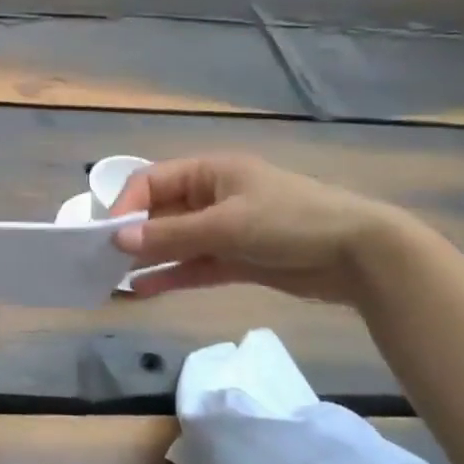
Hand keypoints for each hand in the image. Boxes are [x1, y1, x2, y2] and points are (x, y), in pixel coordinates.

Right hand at [109, 153, 410, 304]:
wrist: (361, 255)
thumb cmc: (290, 222)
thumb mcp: (227, 225)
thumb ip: (171, 235)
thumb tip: (118, 239)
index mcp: (211, 172)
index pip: (152, 181)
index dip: (127, 205)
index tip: (108, 234)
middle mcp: (213, 197)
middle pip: (161, 213)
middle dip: (133, 235)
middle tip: (103, 260)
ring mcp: (225, 230)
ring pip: (175, 243)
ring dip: (148, 258)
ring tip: (114, 278)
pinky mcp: (237, 260)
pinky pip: (194, 265)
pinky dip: (171, 276)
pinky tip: (143, 290)